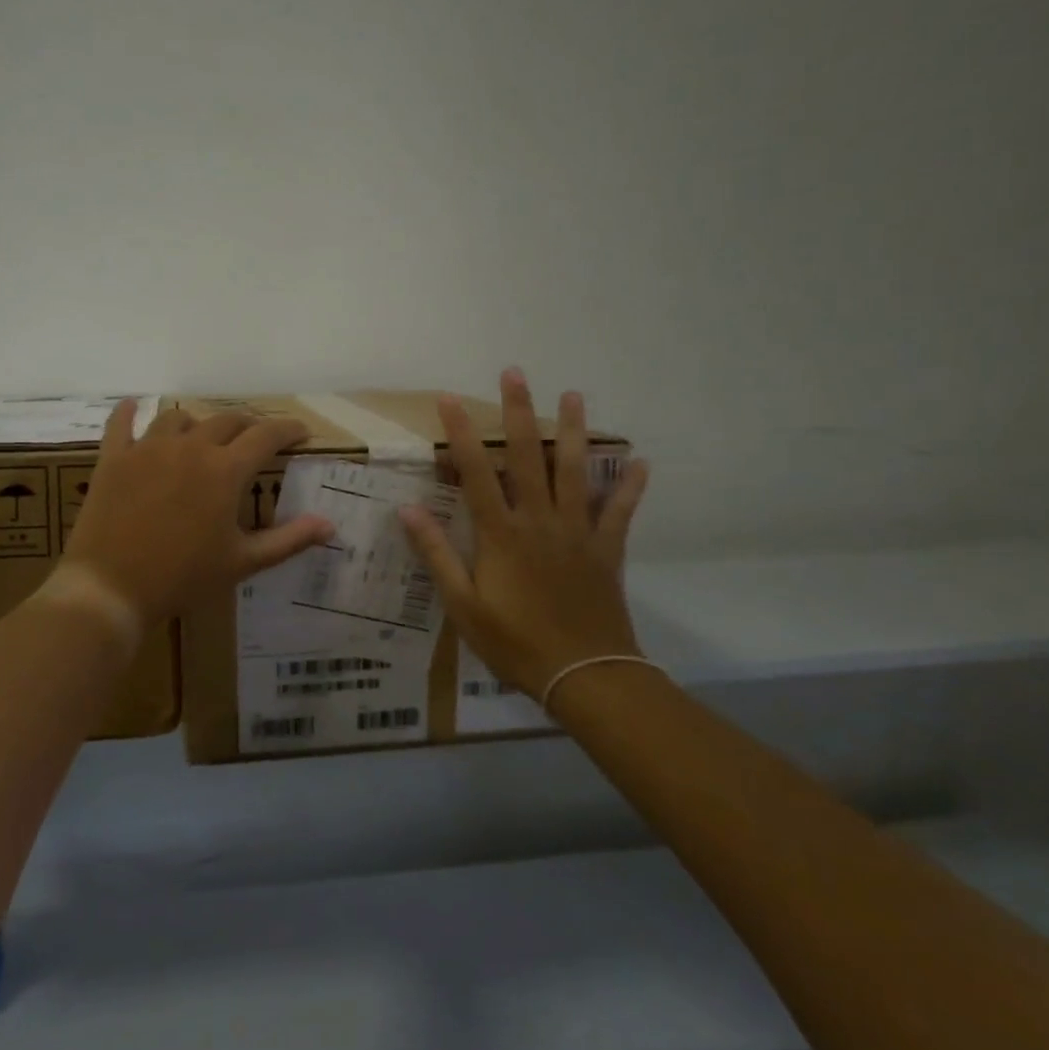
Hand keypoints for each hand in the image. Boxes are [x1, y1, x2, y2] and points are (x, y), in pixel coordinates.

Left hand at [61, 400, 334, 627]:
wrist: (110, 588)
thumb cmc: (183, 577)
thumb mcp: (242, 562)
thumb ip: (288, 539)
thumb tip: (329, 524)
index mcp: (225, 470)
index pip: (267, 436)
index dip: (288, 429)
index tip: (301, 431)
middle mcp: (190, 447)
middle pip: (226, 420)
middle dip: (248, 425)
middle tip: (256, 438)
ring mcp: (148, 448)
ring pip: (178, 418)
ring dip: (197, 423)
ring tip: (201, 435)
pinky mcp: (114, 458)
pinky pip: (120, 423)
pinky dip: (127, 412)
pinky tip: (130, 406)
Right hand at [398, 369, 648, 700]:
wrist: (584, 675)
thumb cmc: (515, 642)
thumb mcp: (463, 605)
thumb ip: (437, 554)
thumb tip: (408, 510)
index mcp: (501, 534)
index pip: (477, 473)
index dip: (462, 434)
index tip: (450, 400)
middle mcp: (539, 521)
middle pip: (528, 457)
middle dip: (519, 412)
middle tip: (515, 373)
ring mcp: (577, 532)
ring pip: (574, 472)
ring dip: (574, 431)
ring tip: (574, 395)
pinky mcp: (606, 550)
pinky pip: (619, 512)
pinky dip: (629, 488)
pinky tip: (640, 463)